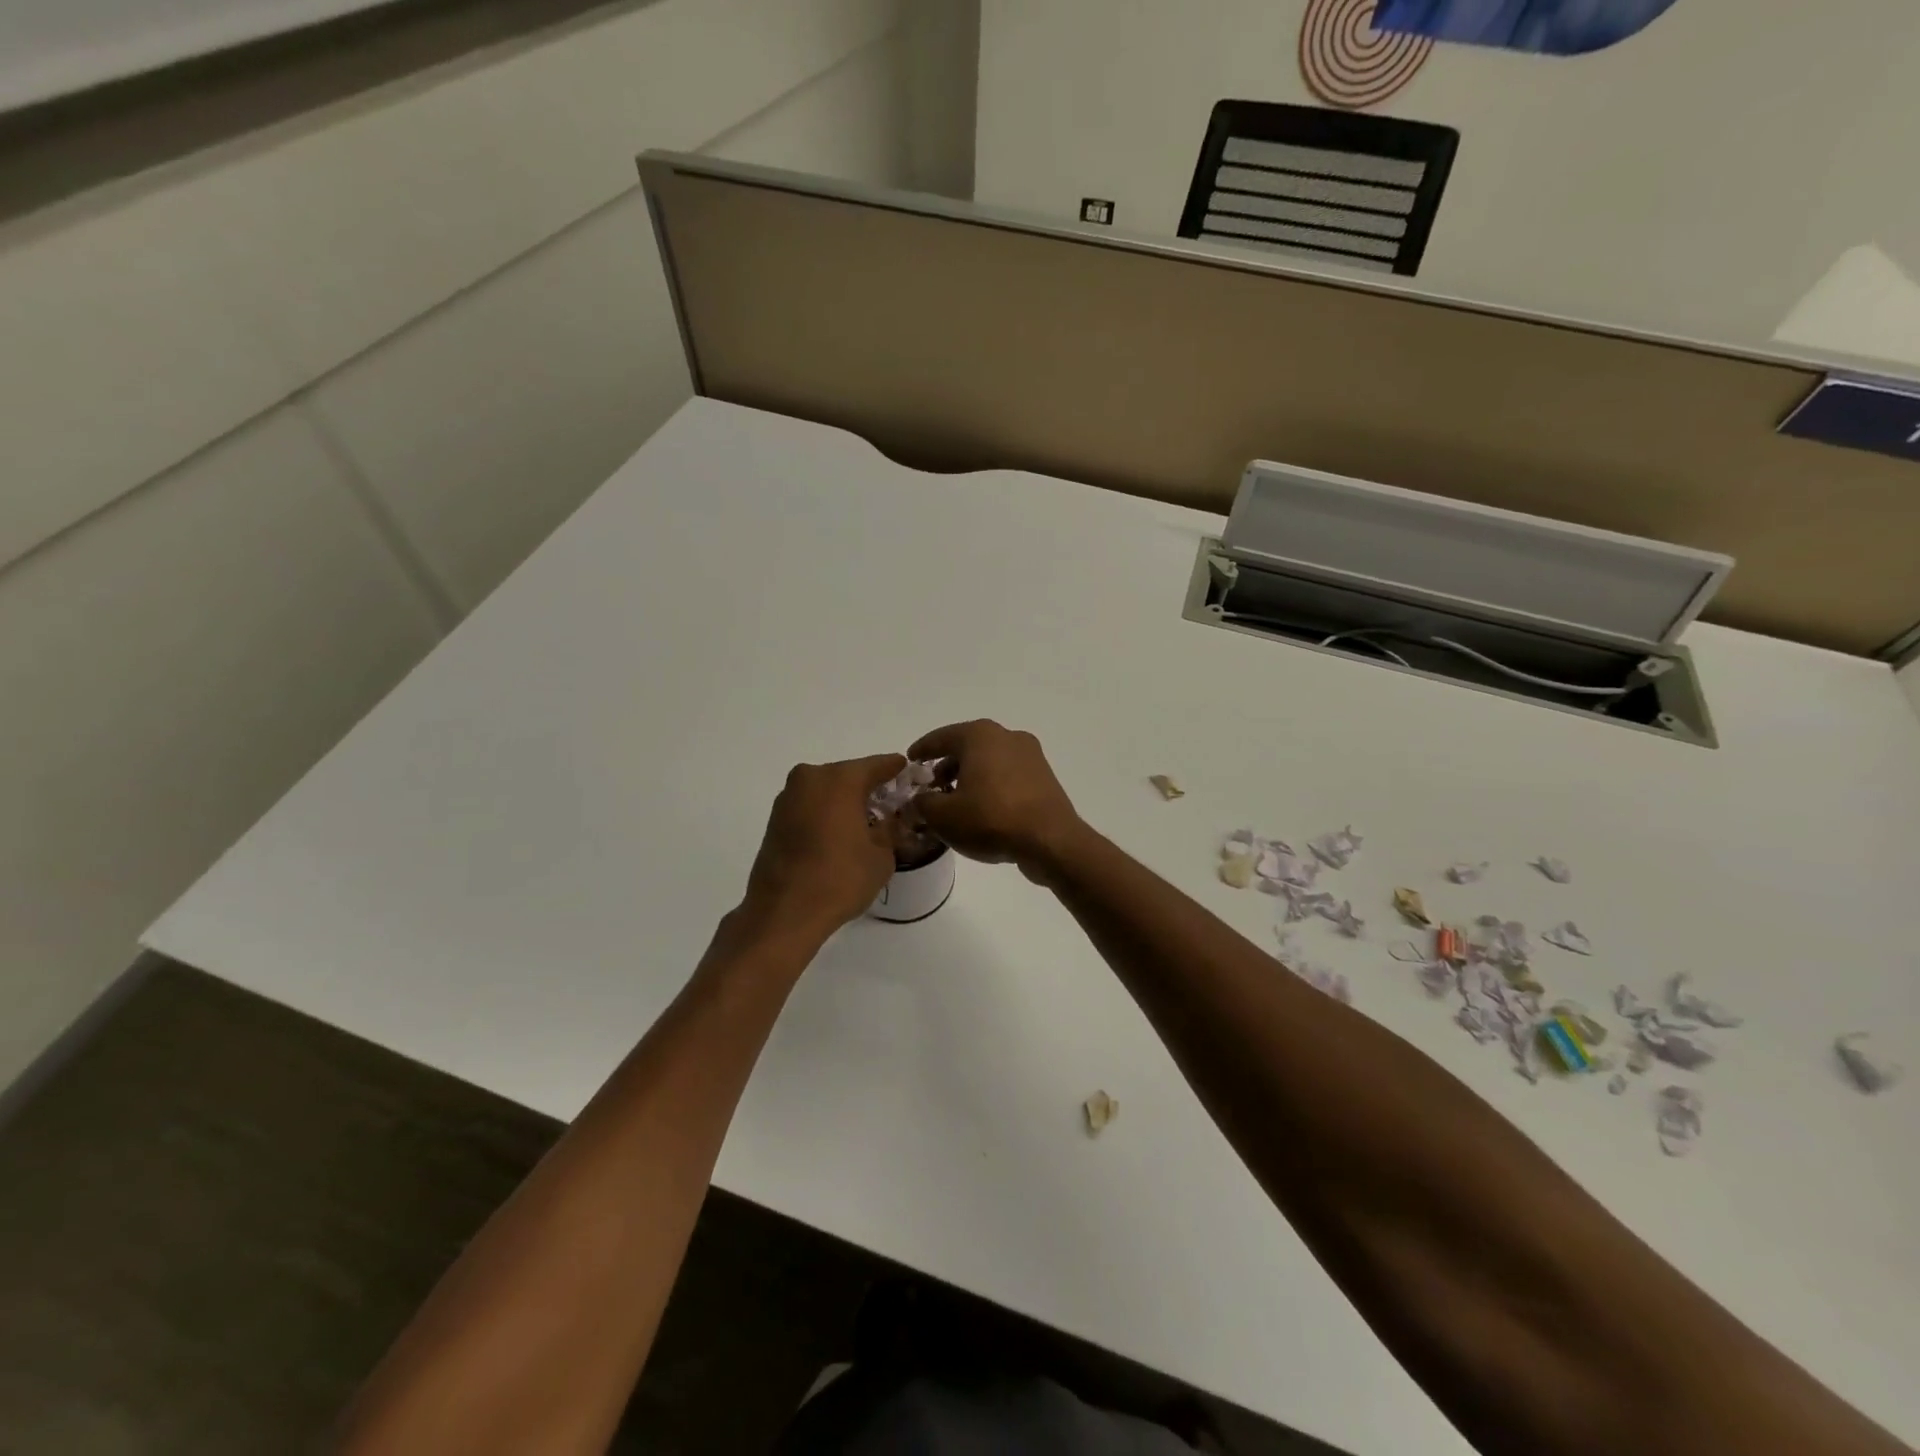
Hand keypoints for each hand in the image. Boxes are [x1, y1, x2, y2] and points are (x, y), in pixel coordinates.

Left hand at [739, 754, 904, 942]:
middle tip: (890, 805)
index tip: (909, 774)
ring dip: (845, 802)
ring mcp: (788, 798)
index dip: (896, 770)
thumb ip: (890, 829)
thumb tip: (890, 820)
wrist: (784, 913)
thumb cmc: (840, 878)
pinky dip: (826, 814)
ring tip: (865, 824)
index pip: (877, 765)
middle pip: (849, 776)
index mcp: (840, 779)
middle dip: (869, 789)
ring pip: (826, 791)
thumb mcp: (881, 855)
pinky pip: (810, 807)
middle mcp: (810, 778)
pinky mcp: (775, 819)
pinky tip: (839, 835)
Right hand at [908, 721, 1083, 881]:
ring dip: (968, 777)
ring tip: (954, 803)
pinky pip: (1007, 776)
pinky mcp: (1043, 777)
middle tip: (931, 788)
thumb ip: (922, 804)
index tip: (909, 762)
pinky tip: (981, 809)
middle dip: (945, 766)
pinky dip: (989, 786)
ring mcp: (1030, 755)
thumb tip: (917, 800)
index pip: (941, 737)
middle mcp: (1006, 736)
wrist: (1050, 841)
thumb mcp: (943, 816)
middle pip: (966, 747)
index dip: (921, 750)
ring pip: (988, 762)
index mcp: (979, 735)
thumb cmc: (991, 819)